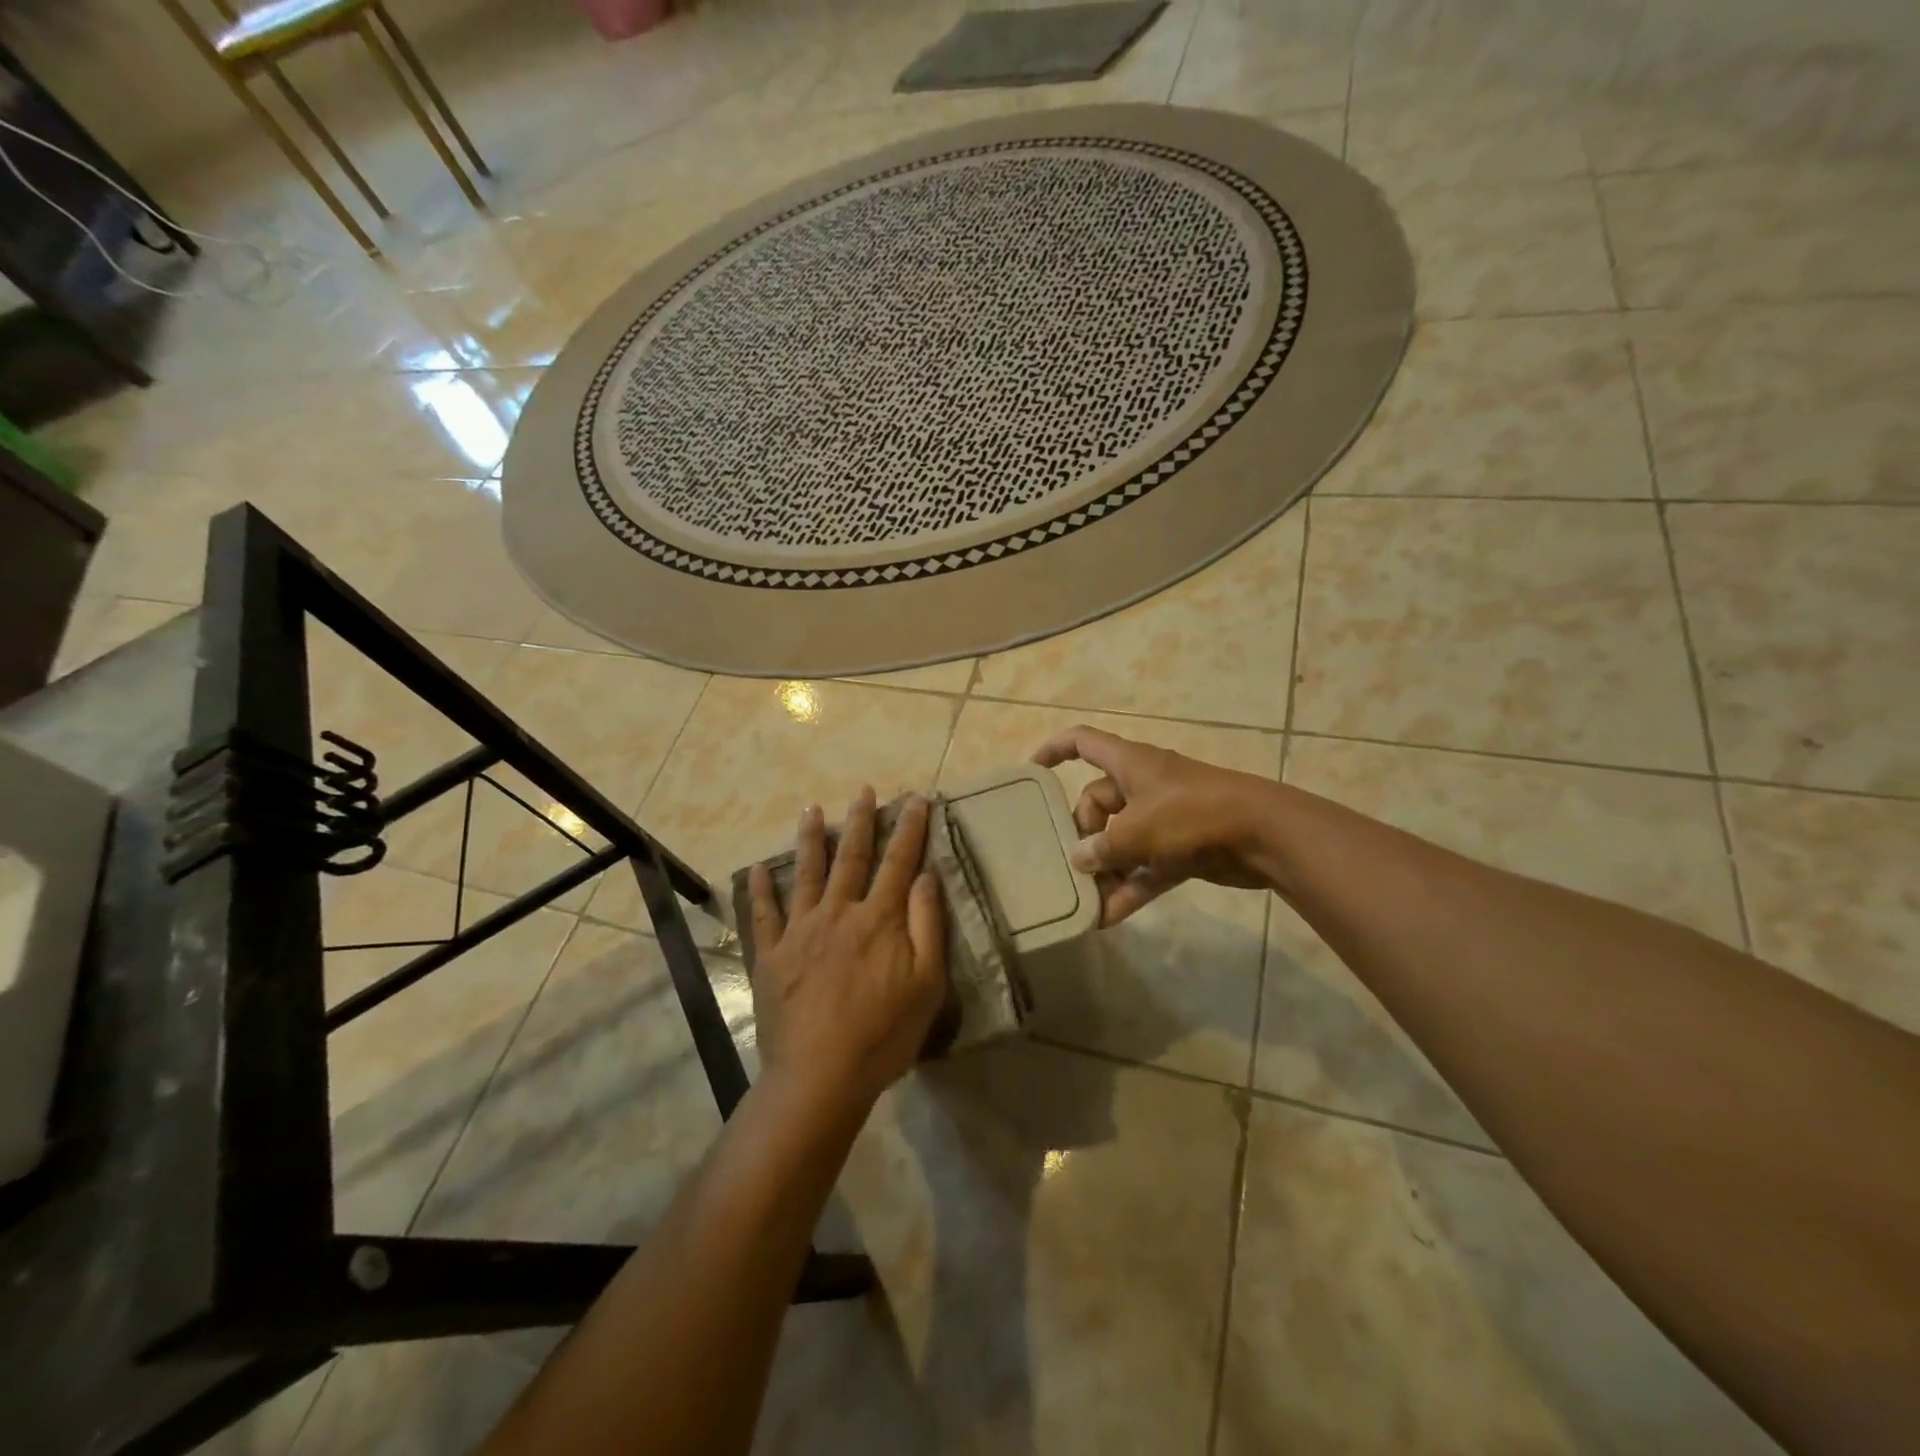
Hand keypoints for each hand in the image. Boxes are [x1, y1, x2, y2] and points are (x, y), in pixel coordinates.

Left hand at [747, 788, 947, 1116]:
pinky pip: (764, 916)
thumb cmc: (883, 1033)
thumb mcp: (927, 984)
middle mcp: (838, 913)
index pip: (899, 862)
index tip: (917, 798)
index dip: (910, 828)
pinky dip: (760, 891)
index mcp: (878, 919)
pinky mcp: (771, 956)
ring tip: (811, 809)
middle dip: (860, 821)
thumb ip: (927, 925)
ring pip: (806, 874)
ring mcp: (800, 932)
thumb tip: (926, 875)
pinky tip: (757, 870)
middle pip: (851, 857)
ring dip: (810, 839)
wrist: (820, 1075)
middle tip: (863, 790)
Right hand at [1033, 725, 1277, 923]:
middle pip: (1097, 803)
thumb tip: (1080, 859)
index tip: (1031, 771)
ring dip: (1106, 870)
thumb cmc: (1191, 815)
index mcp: (1129, 763)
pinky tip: (1108, 918)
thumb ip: (1102, 846)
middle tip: (1074, 867)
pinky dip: (1130, 888)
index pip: (1083, 742)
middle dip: (1083, 835)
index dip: (1054, 750)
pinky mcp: (1182, 848)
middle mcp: (1143, 785)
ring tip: (1085, 901)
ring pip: (1121, 840)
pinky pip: (1145, 867)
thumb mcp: (1136, 830)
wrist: (1263, 834)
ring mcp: (1164, 817)